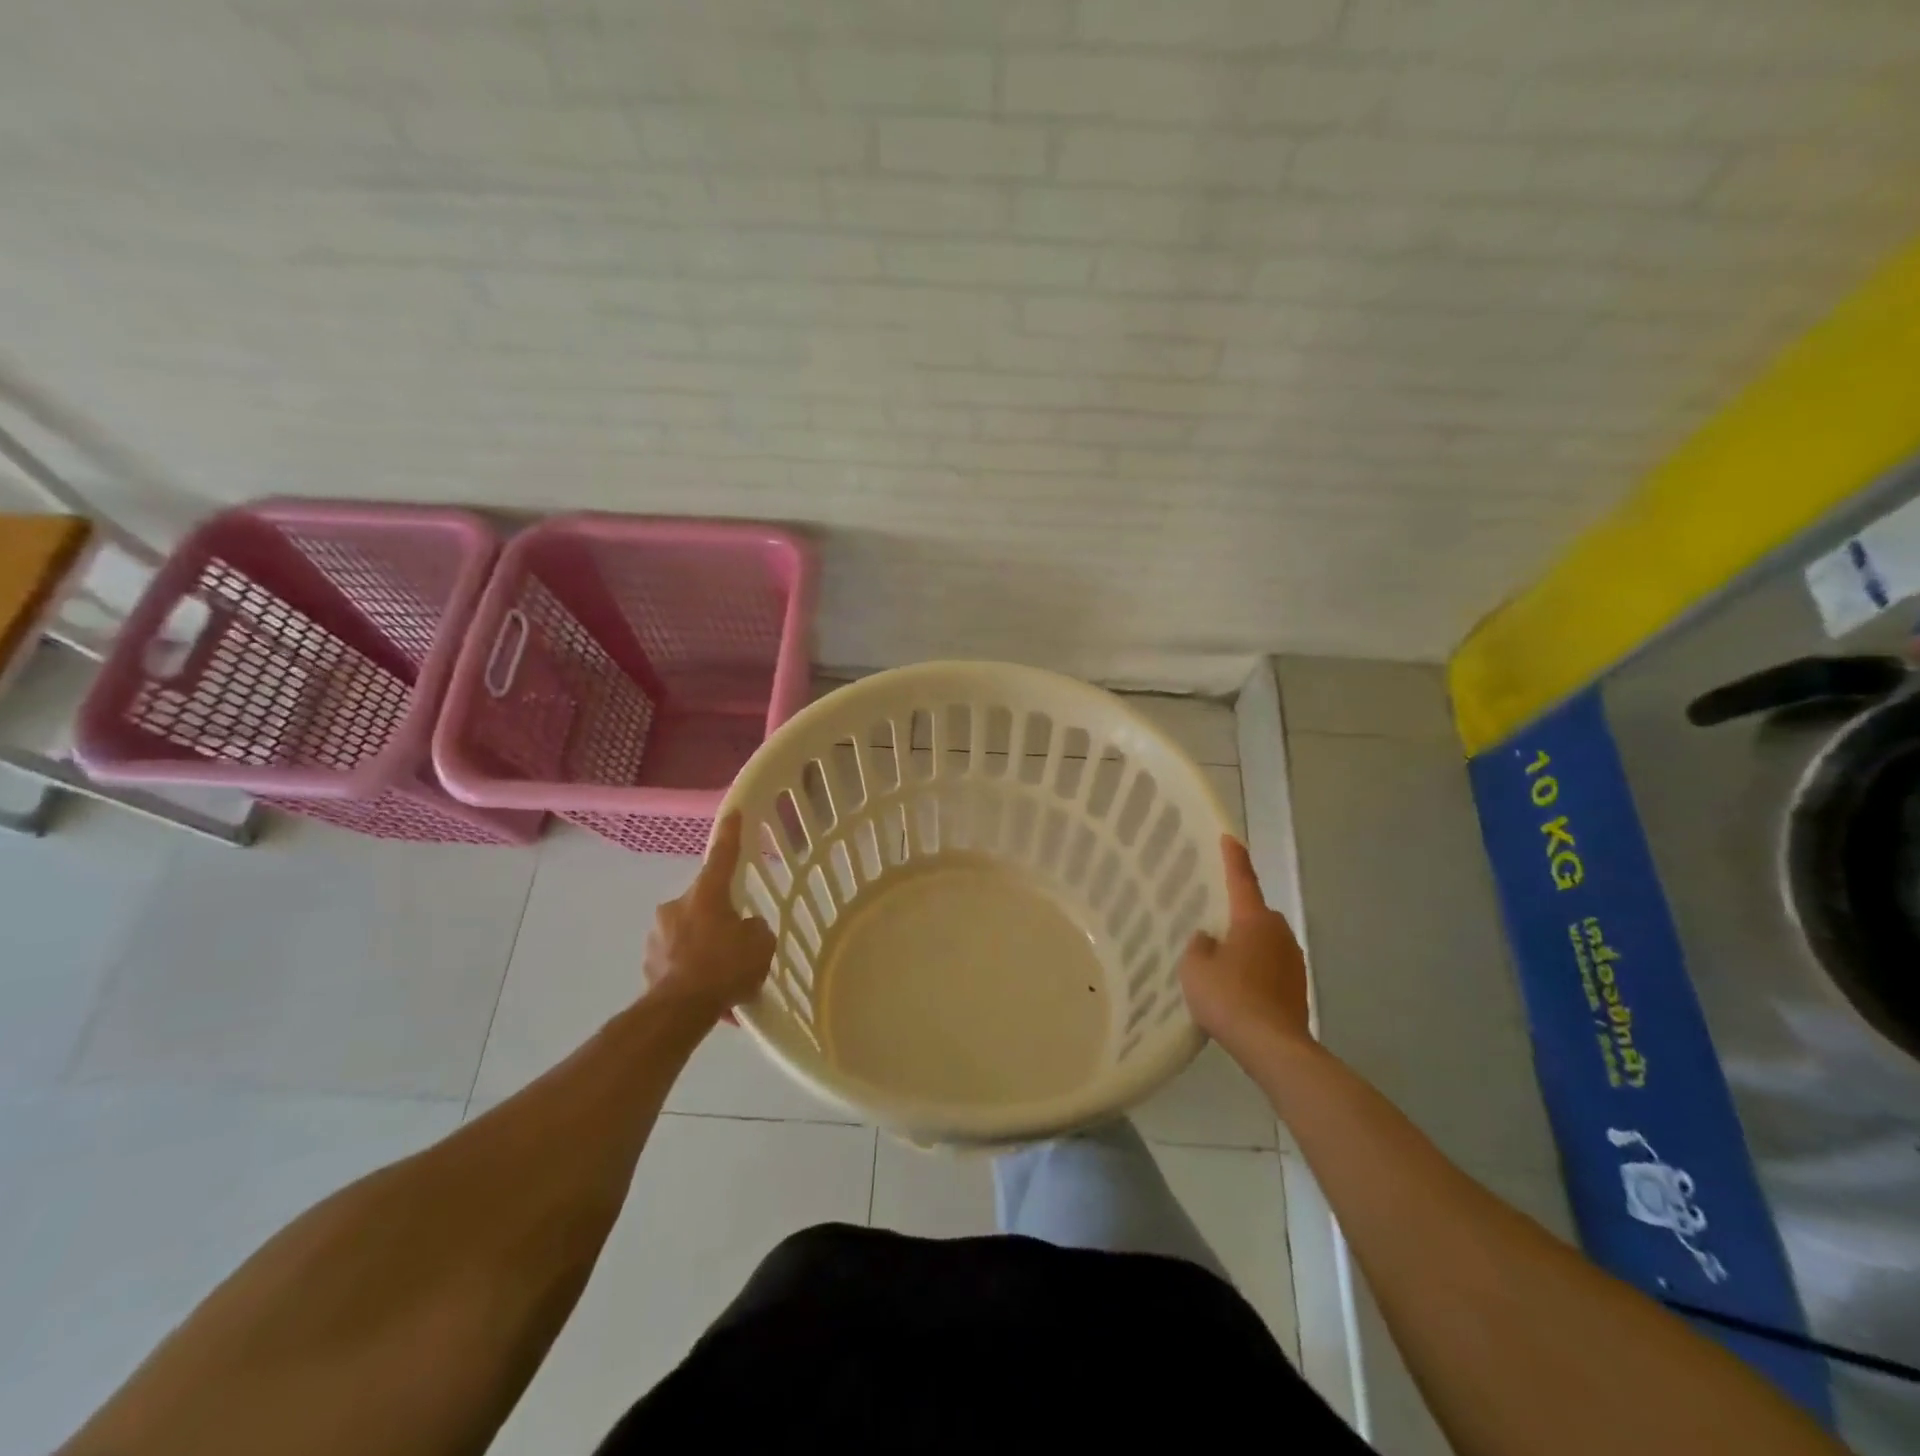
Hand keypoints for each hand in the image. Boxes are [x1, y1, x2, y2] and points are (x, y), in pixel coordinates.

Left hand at [643, 811, 776, 1021]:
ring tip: (722, 975)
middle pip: (704, 902)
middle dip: (718, 917)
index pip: (722, 855)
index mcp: (706, 894)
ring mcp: (657, 935)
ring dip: (703, 945)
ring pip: (689, 932)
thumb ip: (756, 928)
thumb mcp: (760, 944)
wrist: (679, 1010)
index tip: (732, 812)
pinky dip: (692, 969)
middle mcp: (677, 906)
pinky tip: (707, 992)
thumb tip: (746, 928)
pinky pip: (678, 959)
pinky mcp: (649, 964)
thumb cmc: (725, 967)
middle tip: (736, 941)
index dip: (731, 833)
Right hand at [1178, 836, 1311, 1060]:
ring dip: (1248, 947)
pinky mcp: (1298, 988)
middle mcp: (1278, 933)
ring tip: (1222, 965)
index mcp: (1253, 920)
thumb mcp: (1195, 967)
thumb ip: (1199, 945)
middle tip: (1213, 927)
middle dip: (1238, 917)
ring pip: (1264, 943)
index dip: (1234, 858)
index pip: (1242, 880)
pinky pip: (1270, 968)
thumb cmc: (1229, 997)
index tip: (1230, 838)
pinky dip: (1256, 972)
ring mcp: (1293, 961)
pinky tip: (1238, 990)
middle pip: (1255, 915)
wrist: (1272, 1046)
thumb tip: (1210, 939)